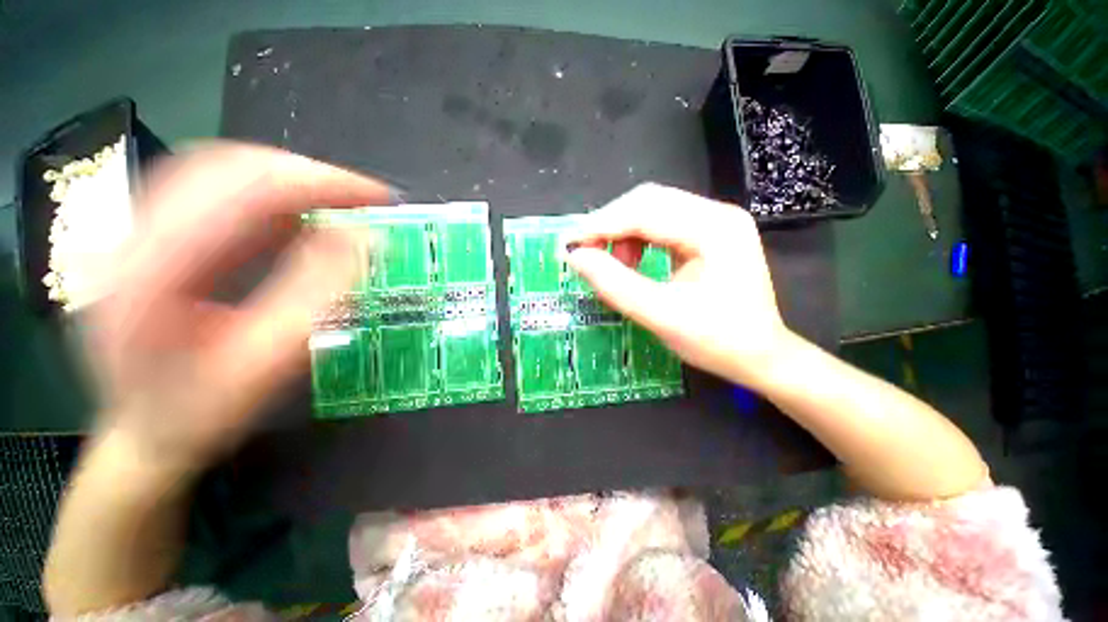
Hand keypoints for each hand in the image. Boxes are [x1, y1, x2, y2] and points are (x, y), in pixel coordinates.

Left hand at [84, 142, 390, 471]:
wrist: (145, 435)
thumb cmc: (203, 411)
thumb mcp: (267, 363)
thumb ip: (316, 294)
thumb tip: (362, 239)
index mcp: (150, 270)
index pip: (242, 190)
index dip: (319, 183)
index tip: (377, 196)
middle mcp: (131, 236)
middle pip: (226, 166)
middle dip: (308, 175)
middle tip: (363, 198)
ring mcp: (135, 232)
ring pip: (220, 172)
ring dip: (290, 182)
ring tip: (339, 204)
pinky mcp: (151, 238)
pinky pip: (215, 195)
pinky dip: (269, 198)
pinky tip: (300, 218)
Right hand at [565, 183, 788, 387]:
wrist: (760, 357)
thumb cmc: (716, 341)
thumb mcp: (660, 315)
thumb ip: (614, 284)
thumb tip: (576, 257)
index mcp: (714, 229)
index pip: (645, 211)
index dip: (601, 226)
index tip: (569, 244)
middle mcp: (716, 214)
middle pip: (648, 202)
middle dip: (610, 226)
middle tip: (585, 253)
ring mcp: (713, 222)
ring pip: (652, 211)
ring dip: (622, 233)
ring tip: (612, 264)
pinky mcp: (707, 235)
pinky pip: (661, 225)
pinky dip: (636, 239)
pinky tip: (630, 261)